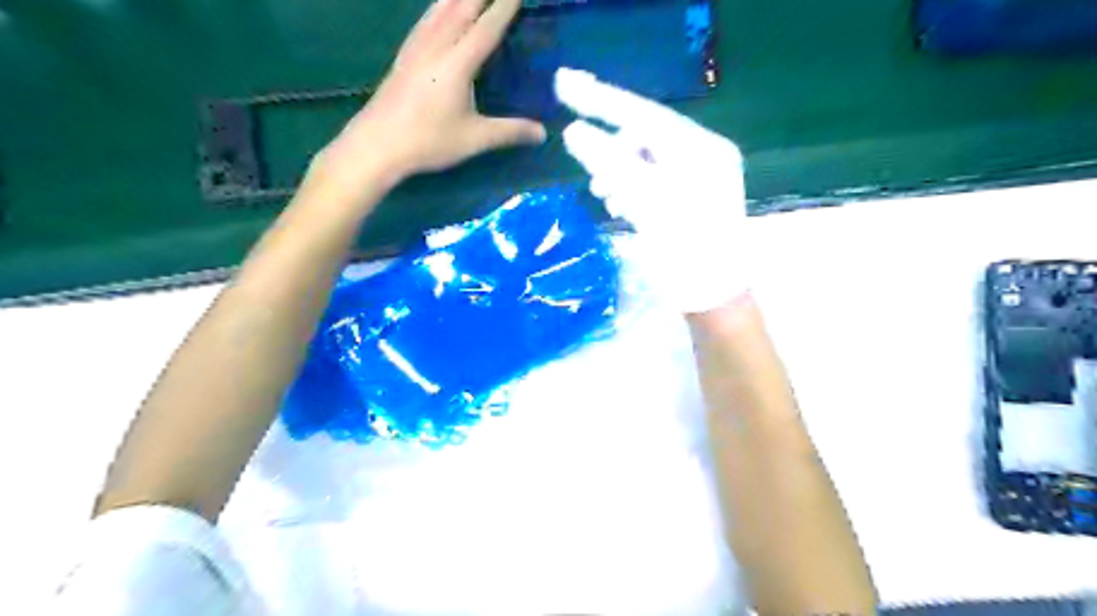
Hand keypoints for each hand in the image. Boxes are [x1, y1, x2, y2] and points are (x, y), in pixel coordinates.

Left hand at [318, 1, 542, 193]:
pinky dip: (439, 6)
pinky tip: (439, 8)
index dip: (505, 7)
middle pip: (461, 6)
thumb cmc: (428, 142)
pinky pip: (426, 19)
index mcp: (457, 63)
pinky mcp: (404, 56)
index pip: (487, 27)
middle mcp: (436, 46)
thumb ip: (510, 132)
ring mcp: (416, 48)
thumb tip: (542, 133)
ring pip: (439, 8)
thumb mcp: (474, 139)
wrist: (377, 145)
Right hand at [553, 70, 750, 314]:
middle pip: (647, 134)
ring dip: (620, 170)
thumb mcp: (644, 205)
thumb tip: (574, 132)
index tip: (565, 84)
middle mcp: (706, 154)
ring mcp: (703, 175)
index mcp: (702, 150)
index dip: (602, 100)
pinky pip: (655, 176)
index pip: (645, 114)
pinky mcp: (694, 195)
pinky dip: (633, 185)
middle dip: (611, 147)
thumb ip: (610, 165)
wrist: (714, 299)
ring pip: (648, 157)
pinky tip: (621, 204)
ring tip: (604, 194)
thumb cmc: (684, 255)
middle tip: (583, 159)